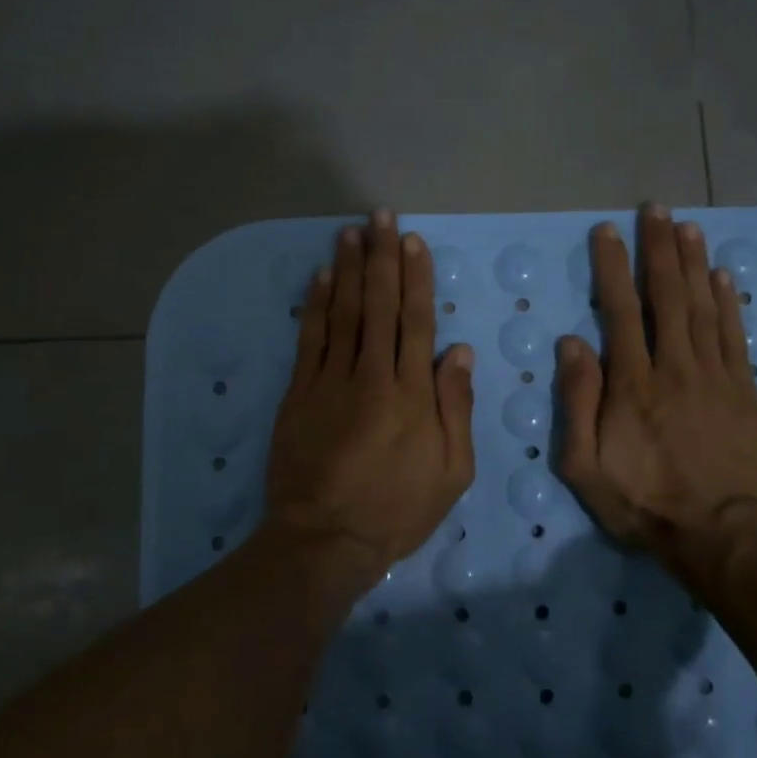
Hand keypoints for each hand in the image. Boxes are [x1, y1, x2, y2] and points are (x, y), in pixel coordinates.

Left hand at [262, 211, 475, 606]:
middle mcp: (372, 376)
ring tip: (351, 232)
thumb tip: (457, 351)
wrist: (326, 539)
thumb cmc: (397, 511)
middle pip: (379, 306)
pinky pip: (310, 340)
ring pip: (343, 313)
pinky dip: (315, 305)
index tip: (412, 242)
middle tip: (381, 217)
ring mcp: (330, 382)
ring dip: (348, 269)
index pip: (416, 322)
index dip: (416, 278)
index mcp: (413, 394)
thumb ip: (456, 408)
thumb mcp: (452, 472)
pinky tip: (320, 277)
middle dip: (382, 258)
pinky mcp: (299, 395)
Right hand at [557, 205, 756, 587]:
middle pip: (666, 296)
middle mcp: (674, 367)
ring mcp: (715, 376)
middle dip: (658, 249)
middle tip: (655, 209)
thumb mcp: (584, 465)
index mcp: (632, 383)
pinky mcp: (744, 390)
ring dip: (694, 263)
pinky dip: (729, 302)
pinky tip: (724, 275)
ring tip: (687, 226)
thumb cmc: (641, 502)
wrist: (717, 533)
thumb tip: (572, 343)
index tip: (607, 231)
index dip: (612, 267)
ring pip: (703, 307)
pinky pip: (735, 336)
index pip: (620, 310)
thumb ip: (577, 402)